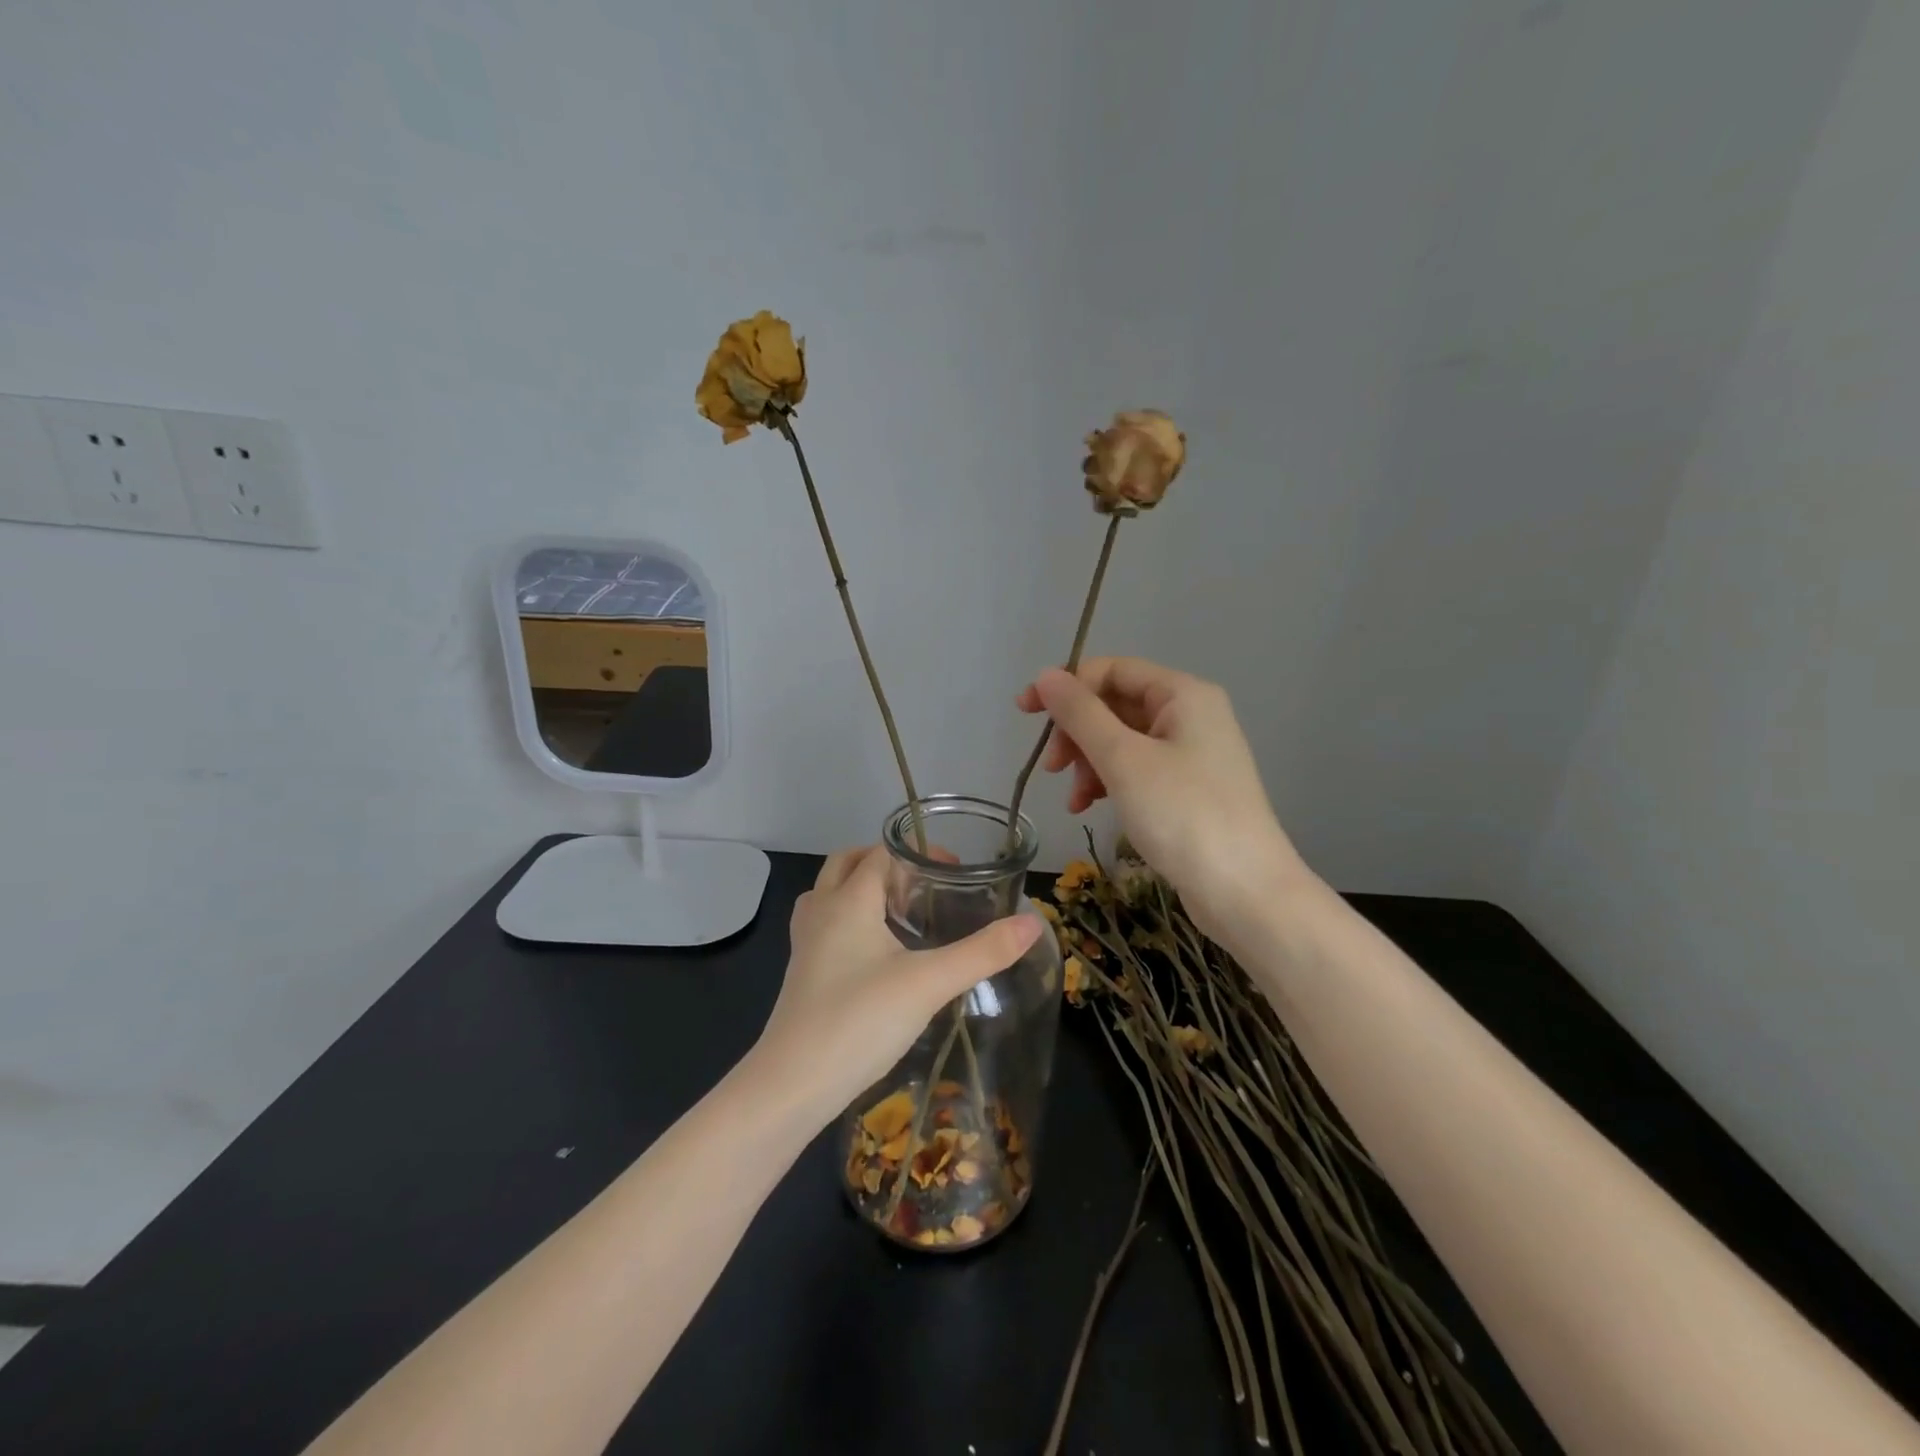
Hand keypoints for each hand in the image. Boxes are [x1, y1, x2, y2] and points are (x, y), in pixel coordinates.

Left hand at [754, 846, 1040, 1121]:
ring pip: (829, 893)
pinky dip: (847, 918)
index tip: (954, 872)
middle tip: (923, 885)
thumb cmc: (860, 1021)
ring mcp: (805, 942)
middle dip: (885, 862)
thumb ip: (982, 952)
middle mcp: (821, 910)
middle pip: (847, 863)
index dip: (918, 852)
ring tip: (898, 911)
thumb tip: (1032, 923)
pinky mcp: (801, 972)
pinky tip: (874, 953)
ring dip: (859, 887)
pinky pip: (823, 924)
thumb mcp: (929, 983)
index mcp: (848, 900)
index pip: (882, 853)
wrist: (792, 1084)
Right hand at [1017, 656, 1309, 942]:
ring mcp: (1190, 754)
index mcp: (1183, 694)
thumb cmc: (1183, 814)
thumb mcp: (1123, 759)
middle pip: (1115, 705)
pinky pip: (1135, 770)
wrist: (1244, 891)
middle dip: (1077, 732)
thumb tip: (1045, 675)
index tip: (1025, 713)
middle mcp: (1190, 715)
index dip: (1066, 686)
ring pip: (1121, 741)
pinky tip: (1086, 807)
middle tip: (1051, 766)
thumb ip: (1080, 713)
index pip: (1112, 670)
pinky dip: (1107, 782)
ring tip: (1072, 798)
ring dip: (1088, 762)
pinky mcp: (1186, 789)